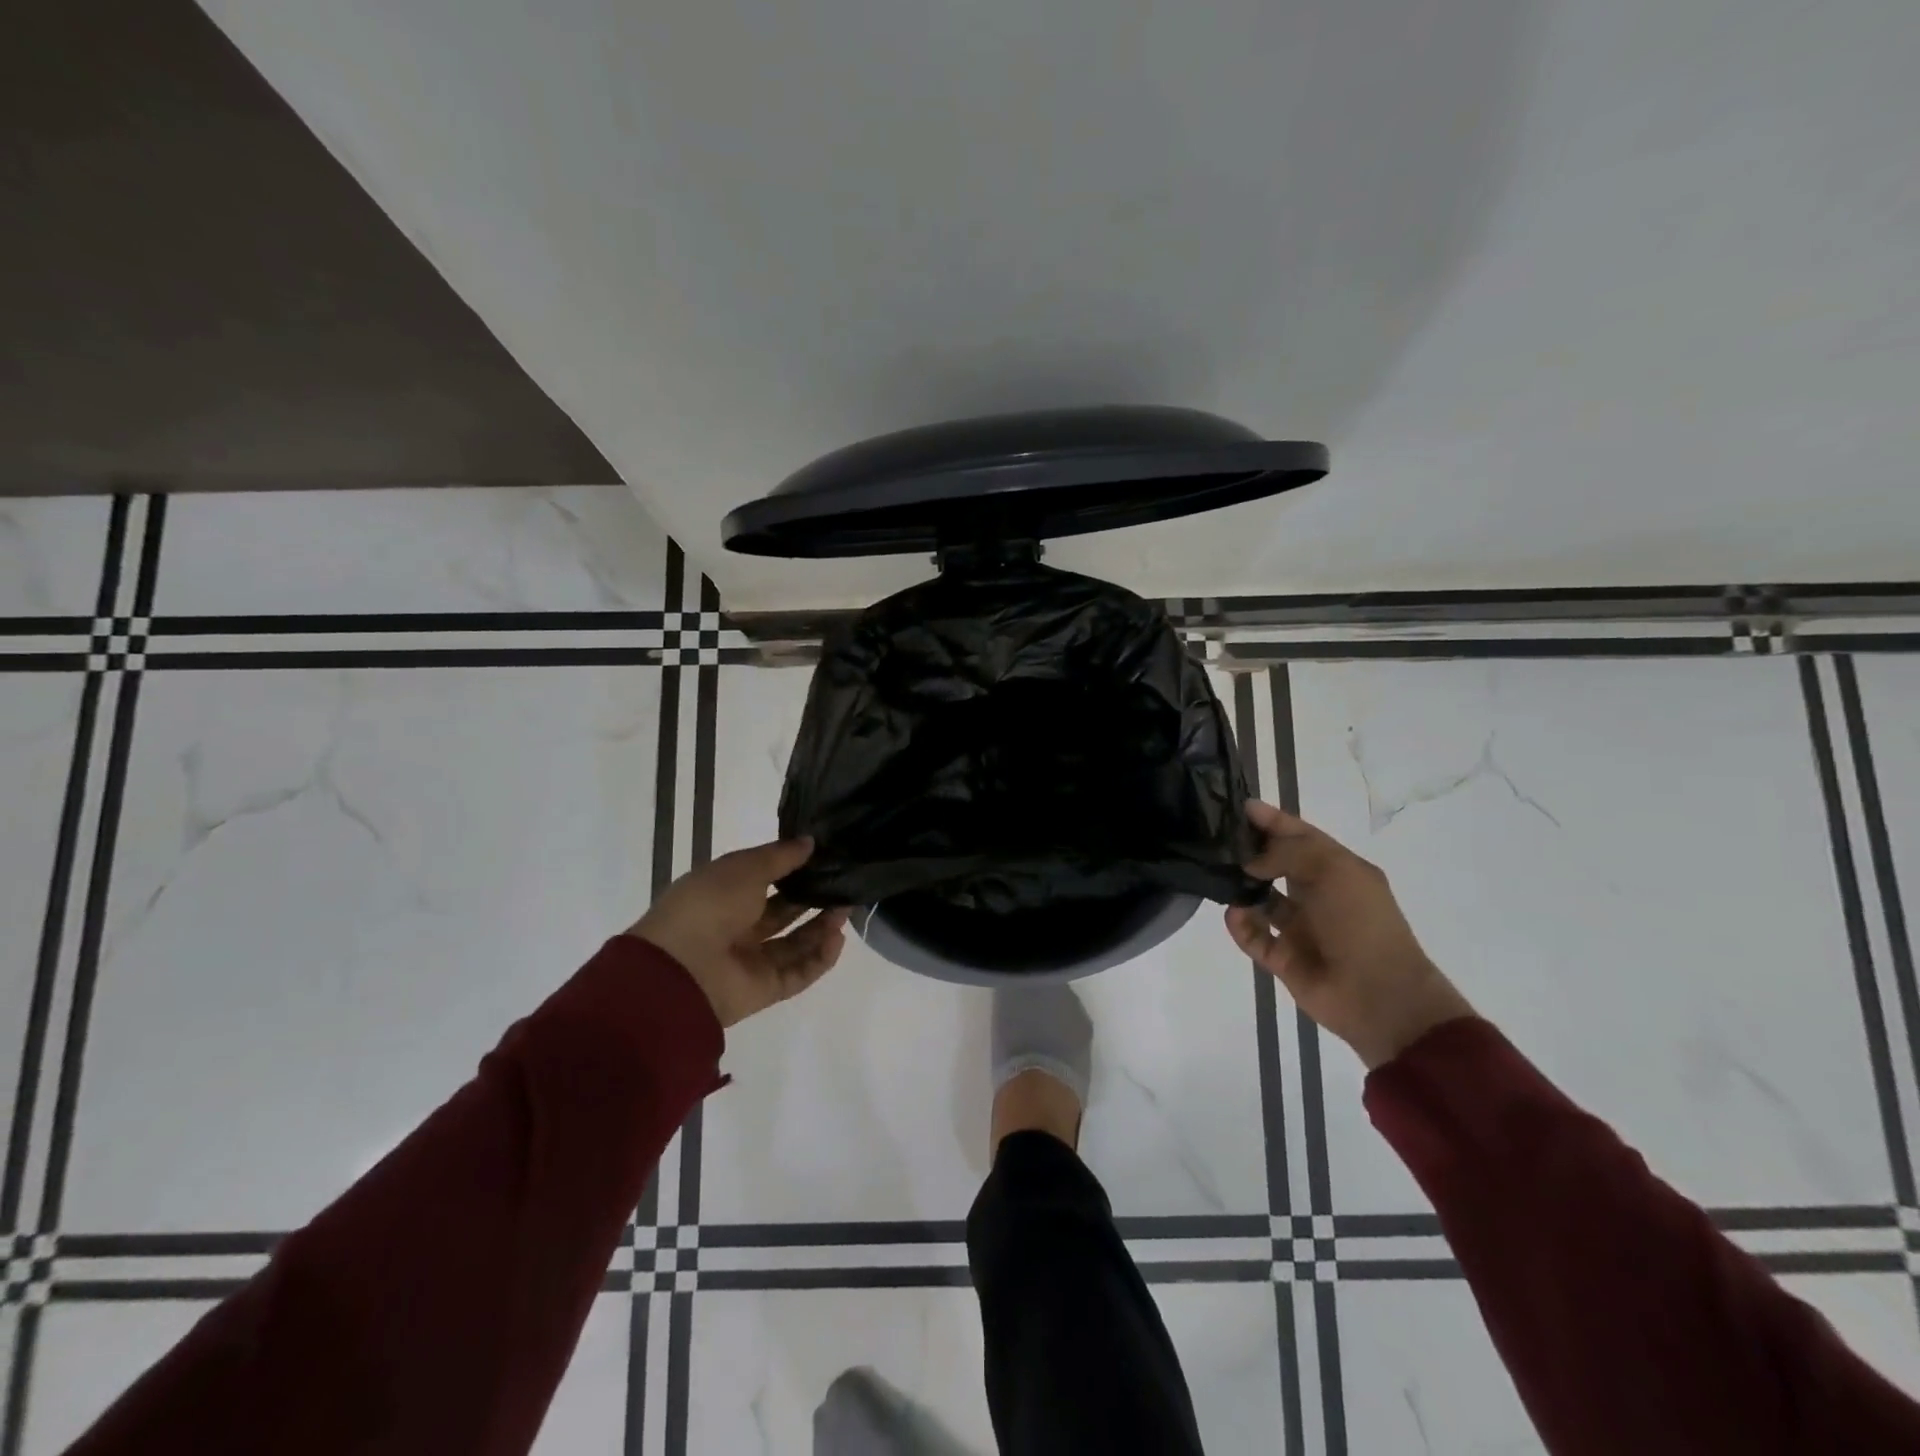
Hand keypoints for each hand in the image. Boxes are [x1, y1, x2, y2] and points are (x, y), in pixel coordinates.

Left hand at [629, 837, 849, 1027]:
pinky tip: (838, 938)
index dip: (794, 870)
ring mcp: (751, 960)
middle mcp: (737, 927)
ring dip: (822, 927)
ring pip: (795, 943)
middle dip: (813, 899)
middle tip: (844, 885)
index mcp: (724, 894)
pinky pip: (798, 973)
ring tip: (846, 909)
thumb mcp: (744, 867)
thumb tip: (810, 842)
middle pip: (784, 912)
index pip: (765, 880)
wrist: (682, 969)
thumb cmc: (710, 905)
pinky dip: (820, 958)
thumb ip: (780, 856)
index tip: (825, 858)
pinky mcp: (765, 989)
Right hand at [1225, 801, 1473, 1068]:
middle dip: (1250, 851)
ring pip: (1260, 900)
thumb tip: (1250, 861)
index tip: (1239, 805)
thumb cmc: (1361, 923)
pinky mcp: (1283, 958)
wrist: (1379, 996)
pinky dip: (1241, 925)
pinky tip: (1234, 913)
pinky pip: (1253, 936)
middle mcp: (1317, 895)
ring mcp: (1300, 928)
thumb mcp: (1332, 870)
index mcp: (1338, 870)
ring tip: (1217, 875)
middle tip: (1215, 839)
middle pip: (1276, 864)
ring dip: (1241, 888)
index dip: (1272, 819)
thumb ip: (1286, 853)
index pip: (1300, 835)